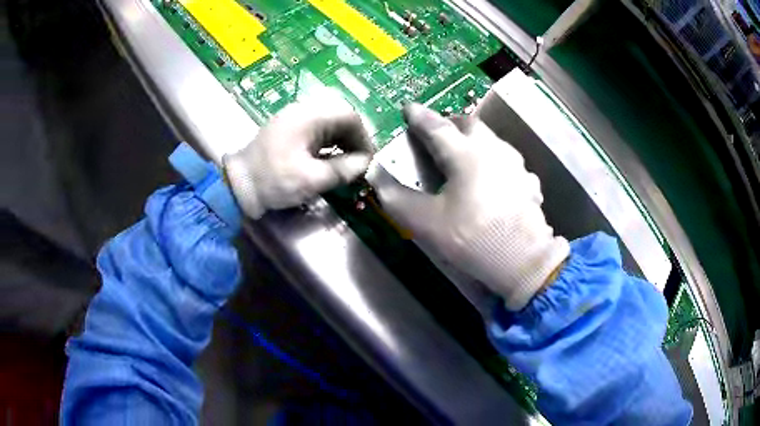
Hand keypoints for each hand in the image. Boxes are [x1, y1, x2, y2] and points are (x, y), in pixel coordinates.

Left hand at [224, 90, 373, 218]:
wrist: (237, 184)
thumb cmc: (273, 180)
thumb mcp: (311, 179)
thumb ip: (342, 170)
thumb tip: (364, 163)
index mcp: (310, 116)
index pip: (350, 116)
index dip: (364, 138)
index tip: (367, 161)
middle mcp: (303, 110)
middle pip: (340, 117)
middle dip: (354, 139)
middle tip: (358, 163)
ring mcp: (294, 118)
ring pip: (329, 122)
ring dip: (342, 141)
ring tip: (347, 163)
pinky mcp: (289, 128)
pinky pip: (317, 129)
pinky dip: (328, 143)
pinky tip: (330, 159)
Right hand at [370, 104, 569, 310]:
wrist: (523, 260)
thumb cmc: (472, 238)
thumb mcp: (427, 223)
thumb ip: (397, 199)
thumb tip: (379, 178)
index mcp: (465, 154)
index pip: (436, 126)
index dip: (419, 116)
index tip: (408, 108)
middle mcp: (493, 150)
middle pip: (469, 124)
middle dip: (450, 123)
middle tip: (438, 132)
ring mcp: (516, 165)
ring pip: (492, 140)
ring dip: (475, 140)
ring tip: (464, 154)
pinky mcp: (530, 183)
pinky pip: (509, 163)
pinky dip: (495, 163)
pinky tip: (494, 179)